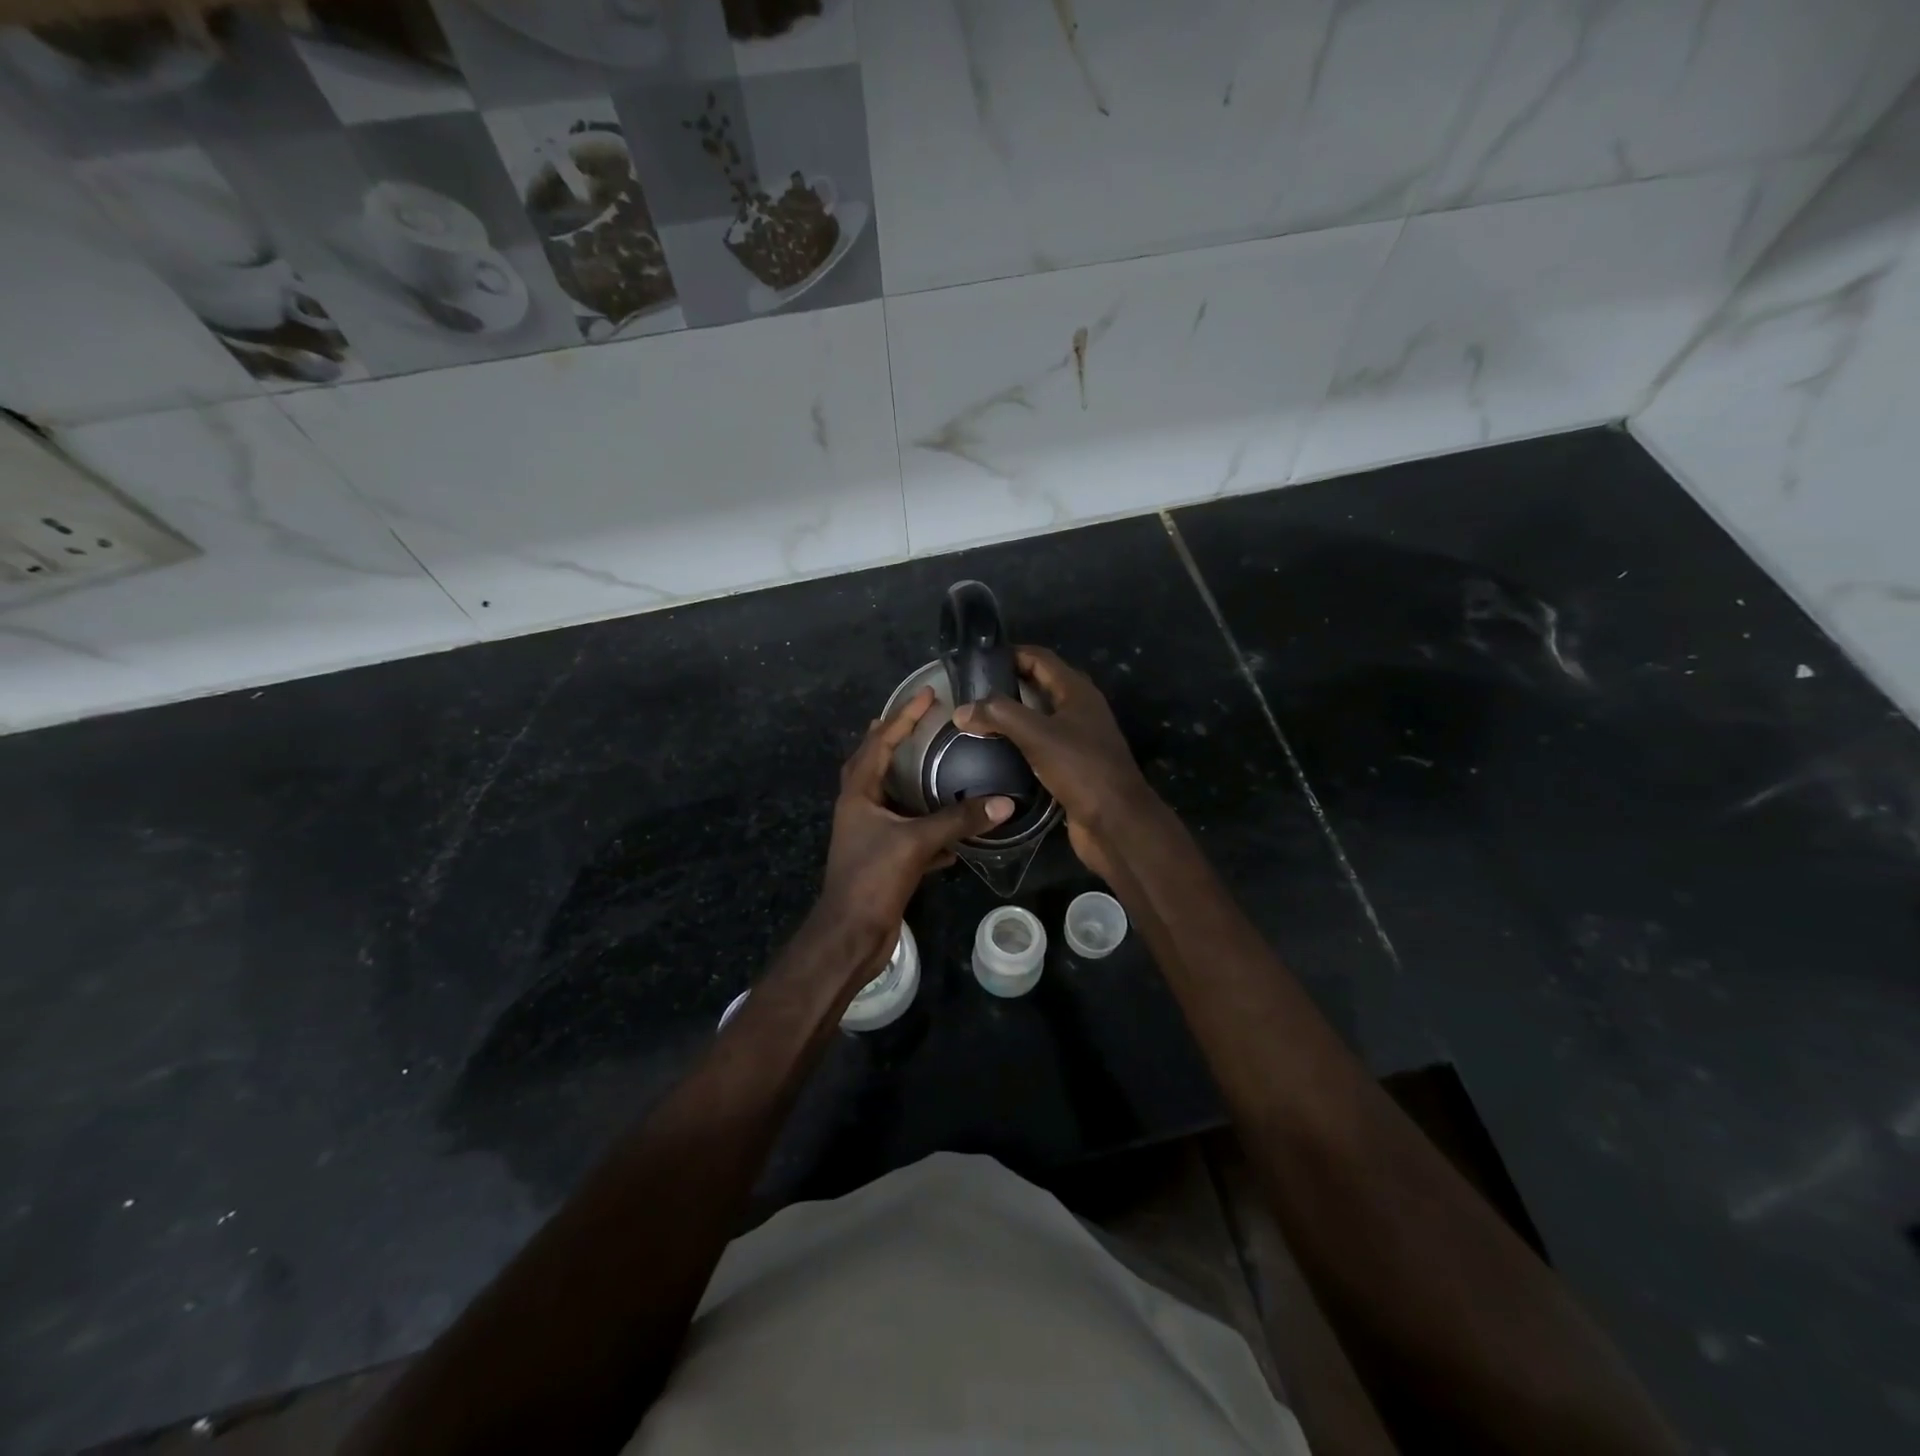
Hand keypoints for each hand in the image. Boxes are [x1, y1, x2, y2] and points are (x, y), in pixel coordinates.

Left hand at [818, 687, 1011, 974]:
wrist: (851, 935)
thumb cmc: (873, 878)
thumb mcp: (916, 842)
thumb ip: (959, 820)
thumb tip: (1004, 802)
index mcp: (859, 793)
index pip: (880, 742)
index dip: (903, 716)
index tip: (927, 694)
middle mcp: (860, 808)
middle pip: (874, 763)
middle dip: (893, 740)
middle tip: (918, 719)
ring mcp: (869, 834)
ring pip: (890, 797)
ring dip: (909, 779)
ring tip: (933, 763)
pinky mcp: (882, 859)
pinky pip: (907, 831)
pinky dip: (926, 824)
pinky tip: (952, 831)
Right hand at [952, 646, 1157, 881]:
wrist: (1115, 822)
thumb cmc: (1081, 769)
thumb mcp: (1037, 735)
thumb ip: (999, 715)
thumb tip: (961, 710)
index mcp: (1077, 692)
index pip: (1040, 659)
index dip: (1011, 654)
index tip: (977, 661)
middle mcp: (1080, 710)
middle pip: (1039, 686)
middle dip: (1007, 685)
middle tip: (971, 693)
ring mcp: (1078, 739)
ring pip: (1040, 717)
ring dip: (1012, 716)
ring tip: (976, 721)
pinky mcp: (1072, 766)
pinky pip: (1041, 745)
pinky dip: (1019, 743)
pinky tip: (996, 752)